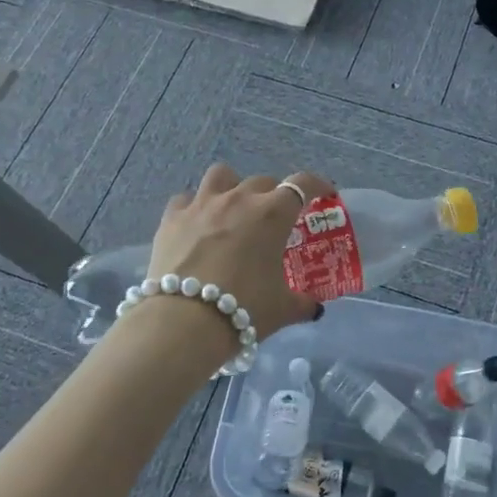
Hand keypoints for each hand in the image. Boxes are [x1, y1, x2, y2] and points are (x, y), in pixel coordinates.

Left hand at [131, 164, 335, 364]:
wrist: (184, 321)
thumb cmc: (244, 309)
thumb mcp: (282, 309)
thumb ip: (302, 303)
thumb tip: (314, 308)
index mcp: (272, 215)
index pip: (303, 185)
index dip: (317, 185)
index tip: (324, 194)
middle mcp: (239, 199)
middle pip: (263, 180)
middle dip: (273, 194)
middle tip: (274, 217)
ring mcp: (202, 204)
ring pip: (221, 175)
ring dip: (232, 186)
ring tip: (232, 207)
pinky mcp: (172, 218)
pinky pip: (185, 199)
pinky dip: (194, 207)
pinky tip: (196, 224)